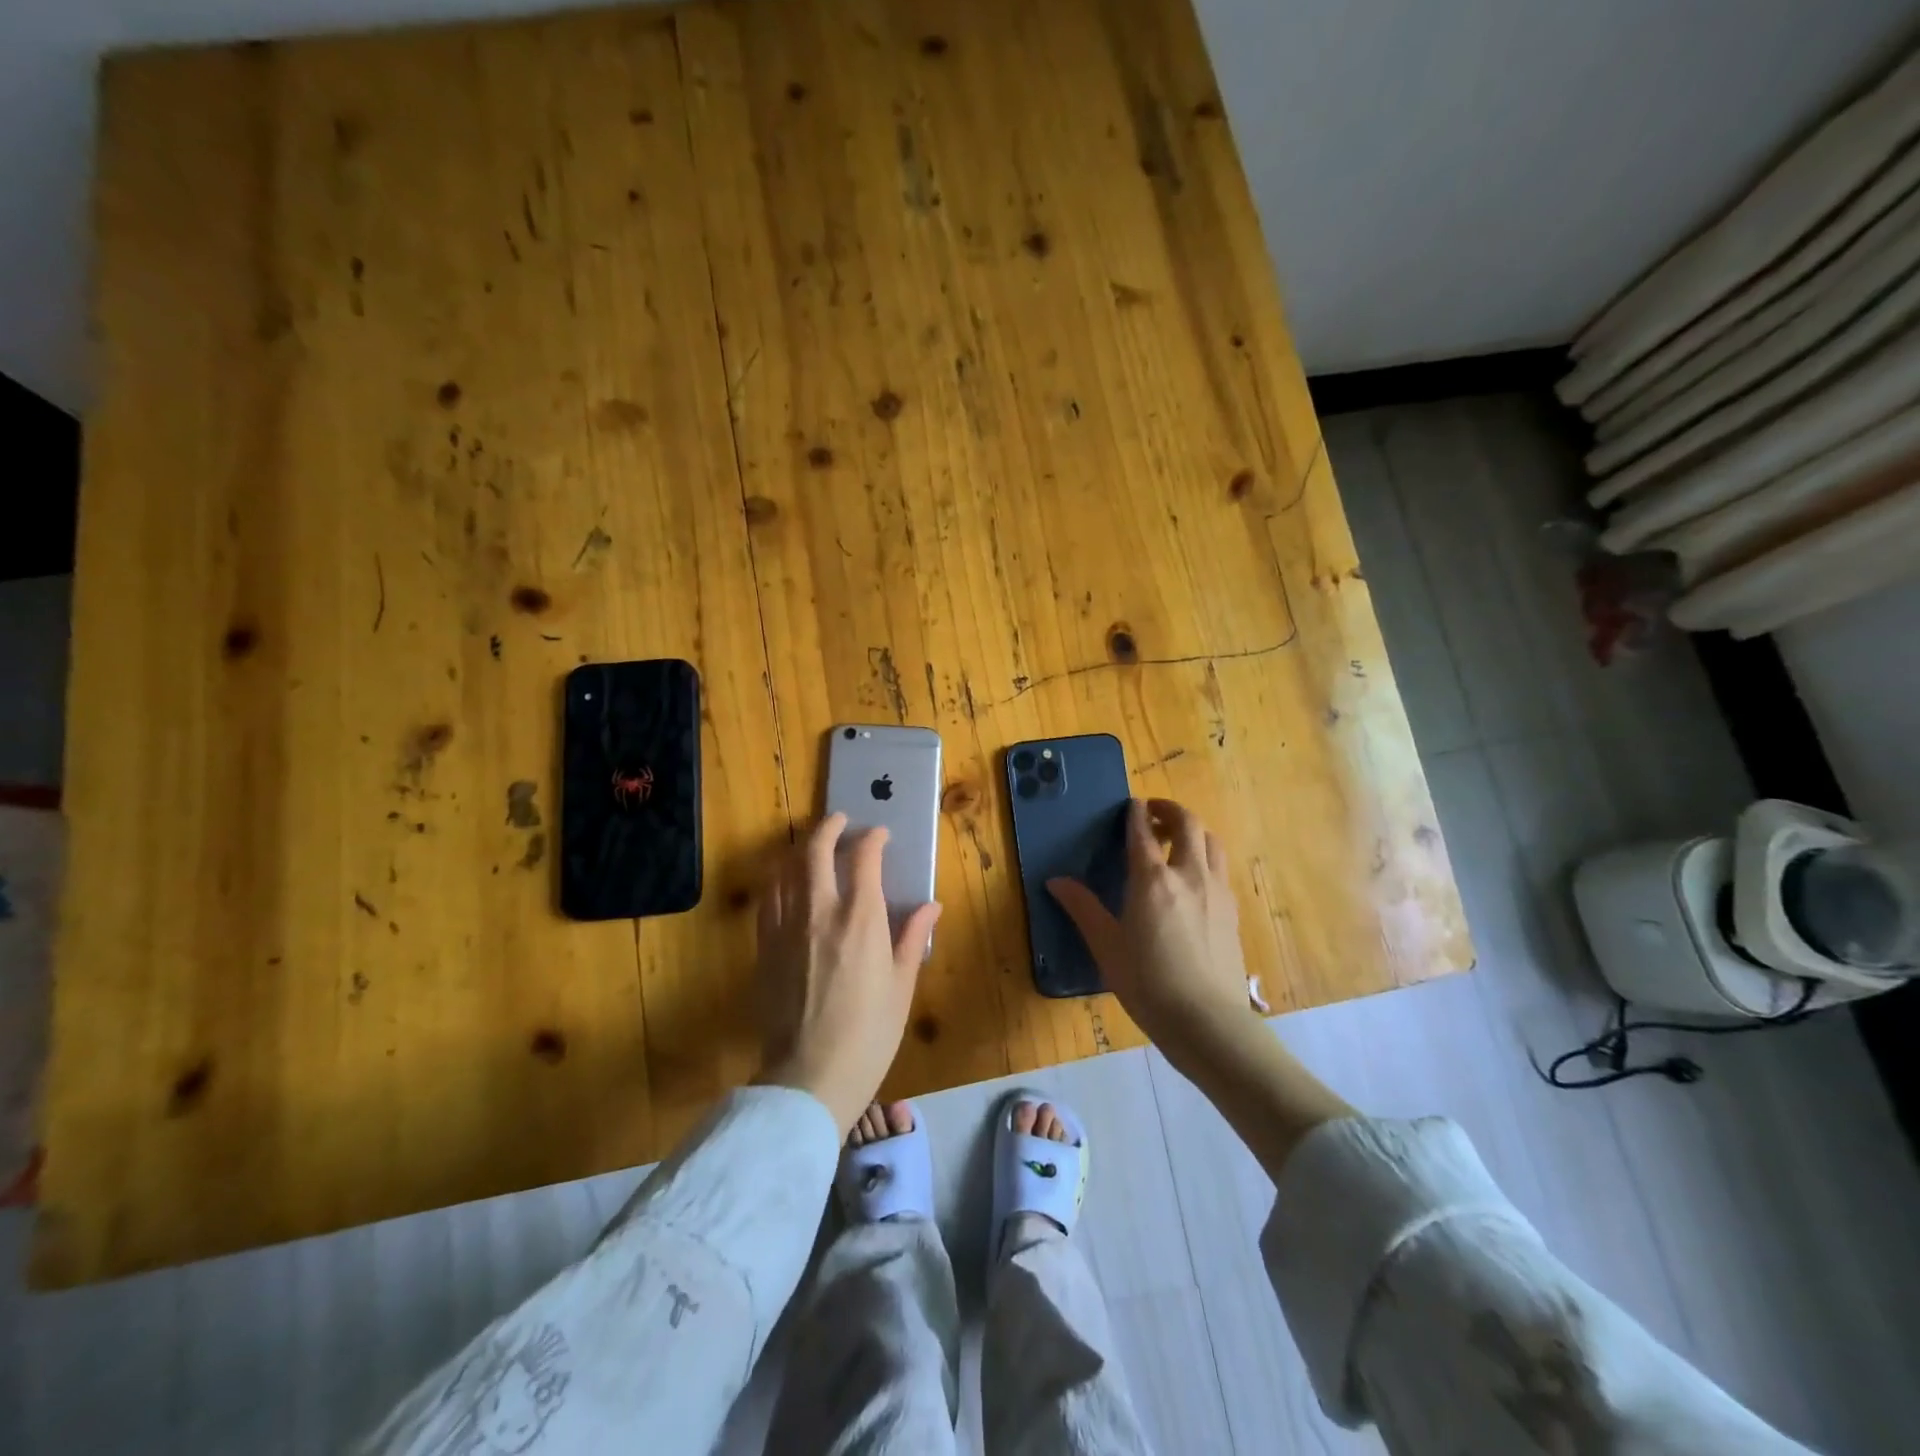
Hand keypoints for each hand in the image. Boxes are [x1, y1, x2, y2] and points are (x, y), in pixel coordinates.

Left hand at [754, 813, 942, 1130]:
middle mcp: (819, 912)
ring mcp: (785, 928)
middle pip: (815, 851)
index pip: (863, 858)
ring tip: (812, 846)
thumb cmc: (869, 1035)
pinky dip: (779, 880)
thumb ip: (913, 938)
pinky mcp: (764, 947)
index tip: (879, 836)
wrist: (809, 1076)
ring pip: (785, 869)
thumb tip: (931, 905)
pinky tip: (787, 885)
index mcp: (860, 919)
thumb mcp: (902, 986)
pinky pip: (768, 899)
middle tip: (840, 821)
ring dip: (800, 849)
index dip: (872, 839)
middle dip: (829, 828)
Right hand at [1048, 798, 1257, 1062]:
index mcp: (1152, 879)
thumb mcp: (1106, 946)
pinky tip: (1195, 880)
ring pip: (1212, 842)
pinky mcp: (1232, 911)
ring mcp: (1216, 891)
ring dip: (1194, 831)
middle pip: (1188, 824)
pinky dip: (1206, 858)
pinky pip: (1220, 869)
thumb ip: (1083, 908)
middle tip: (1154, 814)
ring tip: (1177, 841)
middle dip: (1170, 810)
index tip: (1131, 804)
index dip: (1135, 813)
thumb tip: (1056, 881)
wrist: (1206, 1020)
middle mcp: (1188, 874)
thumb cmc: (1147, 982)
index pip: (1143, 831)